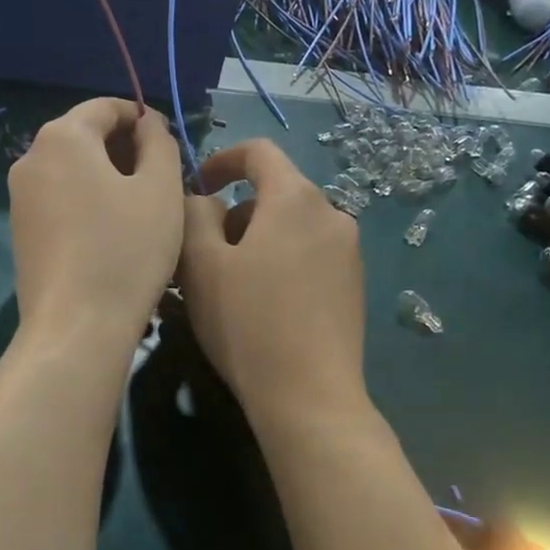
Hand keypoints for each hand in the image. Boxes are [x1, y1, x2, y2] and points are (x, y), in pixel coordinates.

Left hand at [8, 97, 183, 347]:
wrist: (76, 327)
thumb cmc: (127, 250)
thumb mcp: (161, 188)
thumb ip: (159, 142)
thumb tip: (147, 125)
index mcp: (62, 137)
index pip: (105, 107)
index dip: (142, 118)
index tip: (170, 145)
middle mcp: (31, 158)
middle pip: (85, 136)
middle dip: (125, 149)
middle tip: (162, 180)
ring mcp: (19, 197)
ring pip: (72, 170)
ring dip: (108, 177)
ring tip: (142, 209)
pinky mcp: (20, 231)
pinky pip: (60, 199)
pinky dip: (88, 201)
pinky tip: (113, 233)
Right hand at [177, 139, 366, 429]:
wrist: (309, 397)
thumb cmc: (247, 323)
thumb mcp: (201, 265)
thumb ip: (194, 214)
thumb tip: (204, 200)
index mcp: (296, 198)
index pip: (258, 152)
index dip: (221, 160)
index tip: (197, 188)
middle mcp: (331, 213)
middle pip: (274, 192)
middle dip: (234, 212)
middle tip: (203, 255)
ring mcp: (349, 251)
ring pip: (291, 226)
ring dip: (256, 239)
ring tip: (228, 284)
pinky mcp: (354, 284)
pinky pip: (309, 253)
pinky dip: (280, 261)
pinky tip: (262, 304)